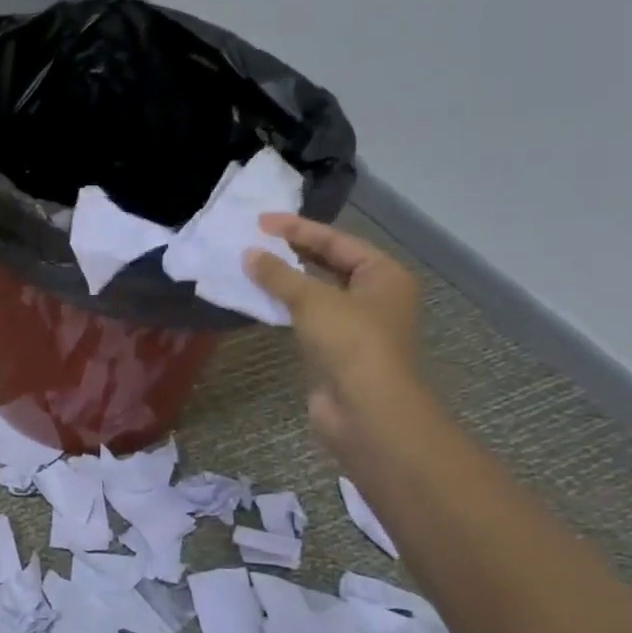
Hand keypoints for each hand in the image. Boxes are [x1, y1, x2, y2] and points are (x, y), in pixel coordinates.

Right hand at [244, 214, 430, 465]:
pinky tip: (259, 302)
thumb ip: (279, 275)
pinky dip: (284, 309)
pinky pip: (306, 320)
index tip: (260, 221)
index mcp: (383, 275)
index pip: (337, 241)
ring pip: (315, 294)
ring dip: (285, 282)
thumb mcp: (313, 300)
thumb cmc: (351, 344)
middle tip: (253, 241)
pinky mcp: (335, 352)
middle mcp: (374, 296)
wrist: (366, 411)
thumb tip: (248, 254)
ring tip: (249, 267)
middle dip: (292, 253)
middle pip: (328, 264)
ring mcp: (355, 326)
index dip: (298, 229)